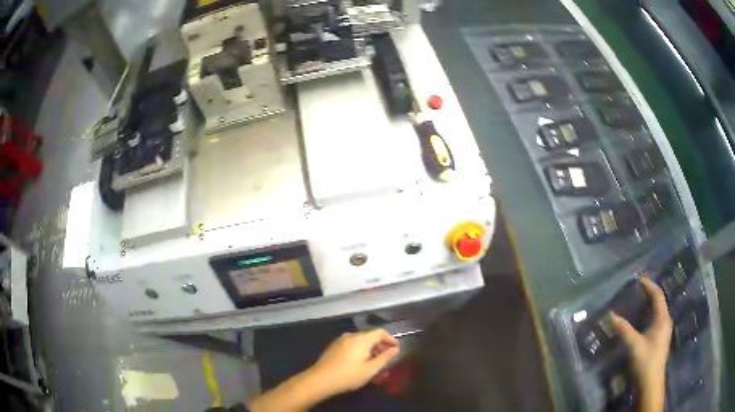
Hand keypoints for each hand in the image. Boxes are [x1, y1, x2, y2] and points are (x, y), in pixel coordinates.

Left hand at [307, 329, 399, 396]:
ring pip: (361, 341)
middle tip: (386, 359)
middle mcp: (351, 336)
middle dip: (380, 346)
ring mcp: (340, 340)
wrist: (320, 380)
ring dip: (370, 349)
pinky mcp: (334, 346)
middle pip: (370, 336)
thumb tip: (395, 348)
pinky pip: (352, 345)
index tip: (396, 349)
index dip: (390, 339)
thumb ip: (385, 358)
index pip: (380, 332)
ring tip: (374, 364)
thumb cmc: (348, 375)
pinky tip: (359, 363)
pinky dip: (360, 351)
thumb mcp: (370, 369)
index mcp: (362, 339)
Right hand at [610, 276, 671, 411]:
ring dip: (649, 303)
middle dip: (649, 292)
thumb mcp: (634, 346)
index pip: (658, 295)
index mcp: (662, 319)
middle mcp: (665, 321)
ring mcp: (664, 330)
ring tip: (638, 299)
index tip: (638, 278)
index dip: (649, 285)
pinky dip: (649, 313)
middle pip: (659, 301)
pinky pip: (656, 318)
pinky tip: (641, 318)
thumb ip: (623, 330)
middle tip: (637, 287)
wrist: (650, 383)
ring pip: (658, 310)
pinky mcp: (660, 338)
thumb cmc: (645, 362)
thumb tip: (610, 315)